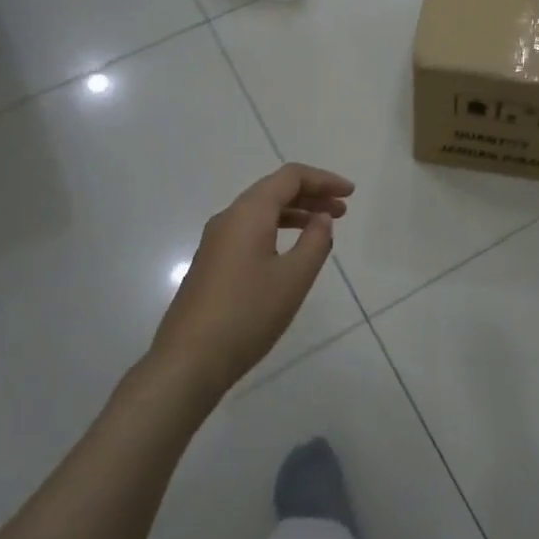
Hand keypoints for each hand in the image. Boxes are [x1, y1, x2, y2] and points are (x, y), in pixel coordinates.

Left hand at [148, 164, 353, 404]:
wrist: (188, 361)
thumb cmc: (247, 315)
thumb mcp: (293, 278)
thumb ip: (315, 242)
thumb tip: (322, 218)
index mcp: (249, 213)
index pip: (290, 177)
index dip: (323, 179)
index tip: (350, 193)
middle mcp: (229, 218)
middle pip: (274, 190)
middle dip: (311, 194)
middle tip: (343, 210)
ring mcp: (216, 241)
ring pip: (261, 212)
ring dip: (295, 213)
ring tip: (323, 227)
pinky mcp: (211, 263)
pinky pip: (250, 231)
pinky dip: (277, 229)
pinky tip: (291, 251)